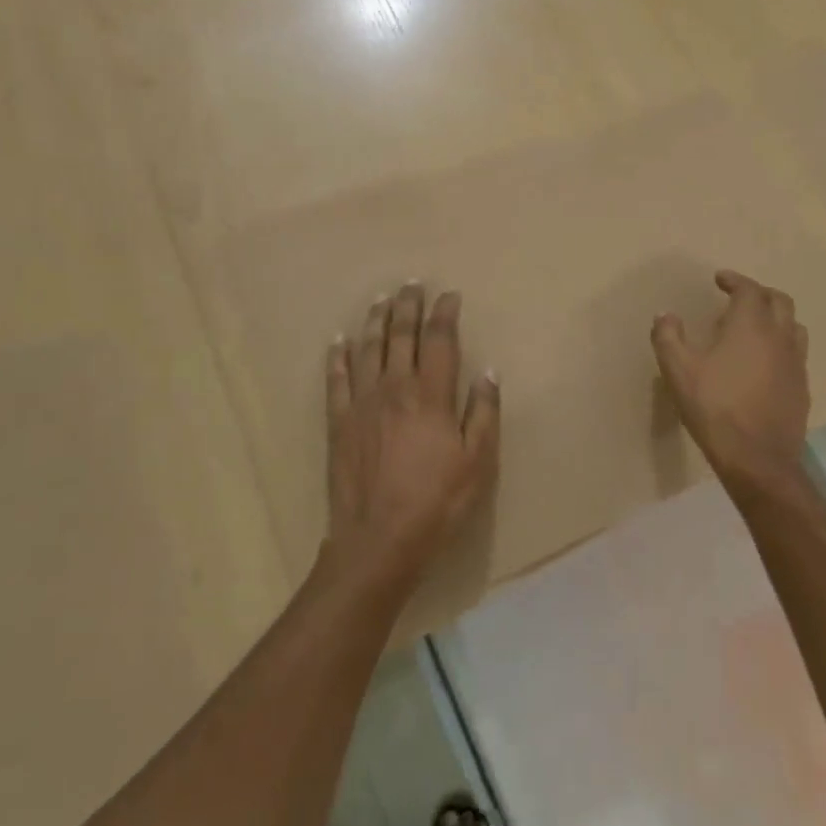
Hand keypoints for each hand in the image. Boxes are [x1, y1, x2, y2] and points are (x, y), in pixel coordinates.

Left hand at [321, 282, 500, 587]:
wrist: (378, 542)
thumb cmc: (436, 504)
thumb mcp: (478, 463)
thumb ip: (484, 414)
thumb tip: (488, 372)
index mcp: (431, 396)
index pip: (439, 340)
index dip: (445, 314)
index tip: (450, 296)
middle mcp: (395, 388)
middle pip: (401, 335)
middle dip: (408, 305)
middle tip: (413, 284)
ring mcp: (362, 403)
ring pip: (368, 348)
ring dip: (375, 320)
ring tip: (381, 299)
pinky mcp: (339, 422)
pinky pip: (336, 379)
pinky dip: (337, 356)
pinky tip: (339, 340)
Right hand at [651, 270, 809, 491]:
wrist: (757, 459)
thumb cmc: (715, 407)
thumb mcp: (678, 370)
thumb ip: (668, 337)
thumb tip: (665, 315)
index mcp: (751, 326)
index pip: (749, 289)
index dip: (734, 280)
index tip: (720, 279)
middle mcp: (780, 337)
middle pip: (780, 301)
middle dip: (759, 293)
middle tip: (739, 297)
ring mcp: (796, 363)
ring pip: (794, 326)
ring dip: (776, 317)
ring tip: (755, 326)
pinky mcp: (802, 388)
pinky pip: (796, 353)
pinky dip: (782, 345)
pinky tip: (765, 362)